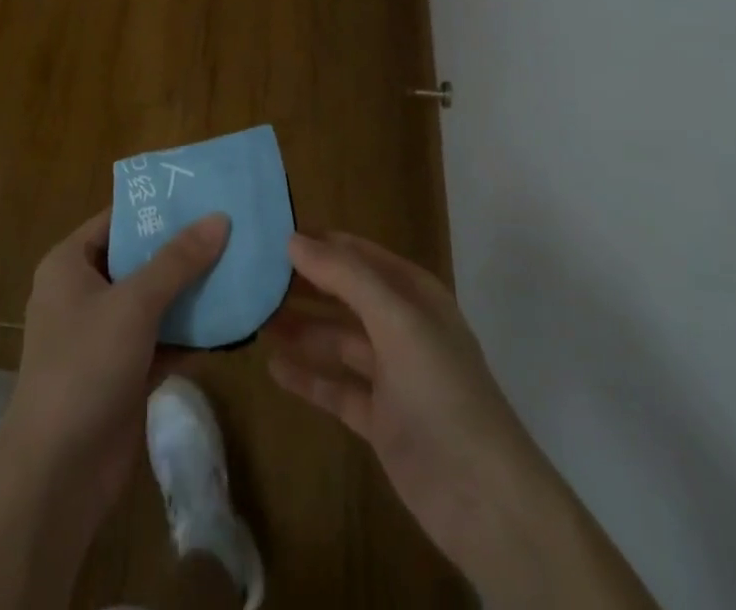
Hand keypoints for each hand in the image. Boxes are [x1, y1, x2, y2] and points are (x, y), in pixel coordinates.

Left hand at [3, 208, 229, 508]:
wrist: (57, 474)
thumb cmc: (85, 366)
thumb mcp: (134, 304)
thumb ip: (178, 261)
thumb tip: (219, 217)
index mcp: (70, 264)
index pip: (117, 220)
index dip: (158, 208)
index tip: (203, 195)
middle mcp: (83, 293)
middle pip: (139, 259)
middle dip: (183, 250)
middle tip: (231, 230)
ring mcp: (102, 336)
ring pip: (153, 302)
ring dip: (191, 293)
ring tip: (240, 269)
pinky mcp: (123, 373)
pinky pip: (161, 340)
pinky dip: (190, 334)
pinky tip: (232, 324)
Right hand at [264, 232, 537, 590]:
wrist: (484, 500)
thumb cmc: (441, 391)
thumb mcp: (396, 320)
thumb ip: (345, 276)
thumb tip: (292, 238)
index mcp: (413, 294)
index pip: (357, 253)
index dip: (317, 243)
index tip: (268, 236)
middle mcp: (401, 326)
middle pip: (343, 295)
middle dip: (302, 285)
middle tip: (251, 278)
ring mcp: (390, 375)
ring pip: (336, 340)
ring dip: (300, 329)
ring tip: (253, 319)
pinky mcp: (379, 419)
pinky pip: (335, 387)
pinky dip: (307, 376)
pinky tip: (273, 367)